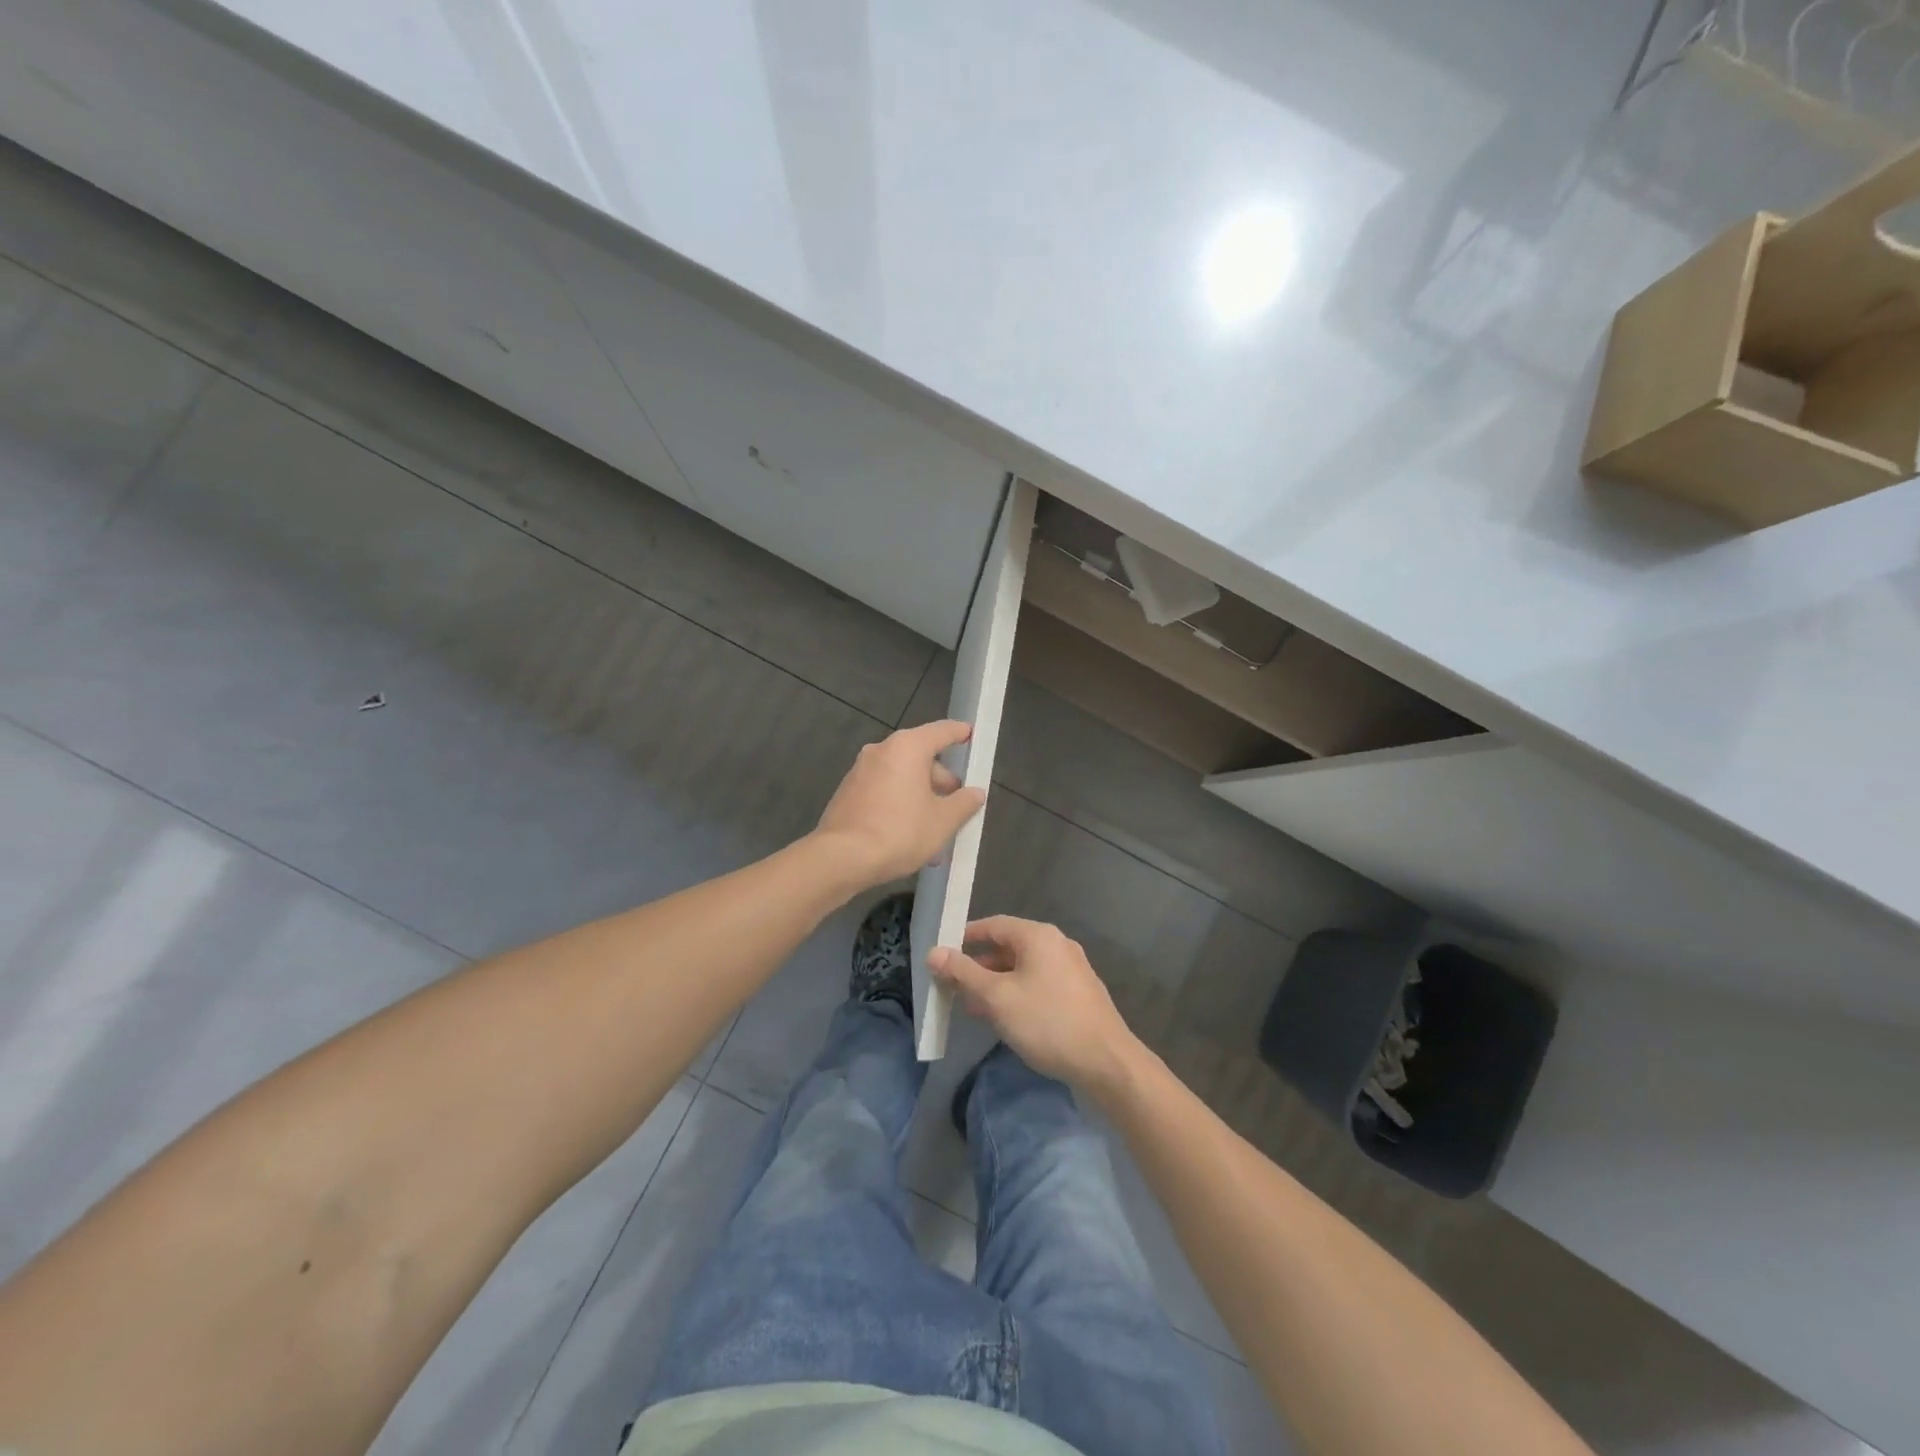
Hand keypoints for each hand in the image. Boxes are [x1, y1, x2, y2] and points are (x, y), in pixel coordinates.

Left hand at [812, 720, 986, 887]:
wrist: (842, 858)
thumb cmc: (900, 832)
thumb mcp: (943, 821)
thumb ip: (963, 803)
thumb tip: (975, 793)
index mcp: (907, 748)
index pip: (941, 731)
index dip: (959, 733)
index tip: (971, 734)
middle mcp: (881, 751)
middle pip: (921, 757)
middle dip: (941, 781)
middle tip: (957, 805)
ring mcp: (860, 771)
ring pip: (902, 778)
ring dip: (921, 798)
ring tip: (936, 831)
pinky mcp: (847, 793)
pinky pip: (884, 792)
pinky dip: (900, 805)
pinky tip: (910, 836)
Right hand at [929, 915, 1141, 1093]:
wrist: (1106, 1061)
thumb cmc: (1047, 1022)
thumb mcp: (997, 998)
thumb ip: (963, 973)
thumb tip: (934, 952)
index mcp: (1038, 936)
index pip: (993, 925)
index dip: (965, 938)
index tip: (942, 955)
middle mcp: (1056, 944)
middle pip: (1008, 946)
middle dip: (978, 966)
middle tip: (953, 986)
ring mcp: (1071, 968)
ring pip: (1023, 968)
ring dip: (996, 983)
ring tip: (973, 1007)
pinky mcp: (1078, 992)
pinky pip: (1038, 983)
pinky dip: (1016, 993)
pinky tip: (1004, 1018)